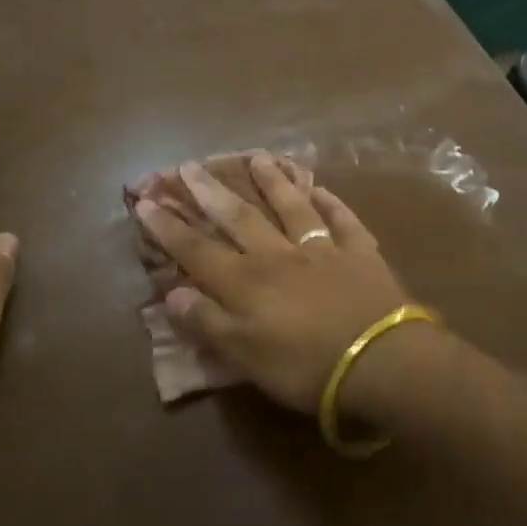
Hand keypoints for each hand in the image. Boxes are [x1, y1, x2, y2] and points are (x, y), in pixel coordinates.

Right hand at [133, 152, 420, 412]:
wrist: (380, 361)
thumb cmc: (305, 368)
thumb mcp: (245, 357)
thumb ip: (208, 323)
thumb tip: (172, 294)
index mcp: (246, 282)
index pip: (197, 250)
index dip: (169, 227)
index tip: (145, 201)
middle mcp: (278, 255)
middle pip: (239, 217)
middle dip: (210, 192)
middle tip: (190, 165)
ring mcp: (322, 249)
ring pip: (291, 207)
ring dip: (272, 182)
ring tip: (258, 158)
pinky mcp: (360, 253)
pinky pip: (342, 220)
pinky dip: (330, 203)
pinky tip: (321, 189)